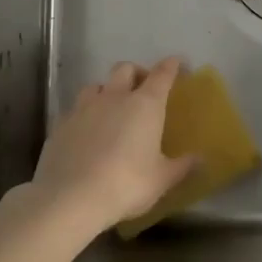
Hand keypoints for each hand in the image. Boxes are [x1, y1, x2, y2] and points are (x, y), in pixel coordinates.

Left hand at [7, 57, 197, 239]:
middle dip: (136, 73)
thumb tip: (201, 159)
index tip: (176, 63)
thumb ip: (182, 166)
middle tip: (143, 89)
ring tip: (111, 108)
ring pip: (96, 85)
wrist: (70, 198)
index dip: (171, 66)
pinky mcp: (60, 124)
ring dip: (107, 91)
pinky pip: (75, 110)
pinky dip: (85, 115)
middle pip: (125, 69)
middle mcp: (114, 97)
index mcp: (145, 104)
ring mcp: (84, 108)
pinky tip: (86, 132)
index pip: (162, 74)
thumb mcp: (162, 179)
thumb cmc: (126, 184)